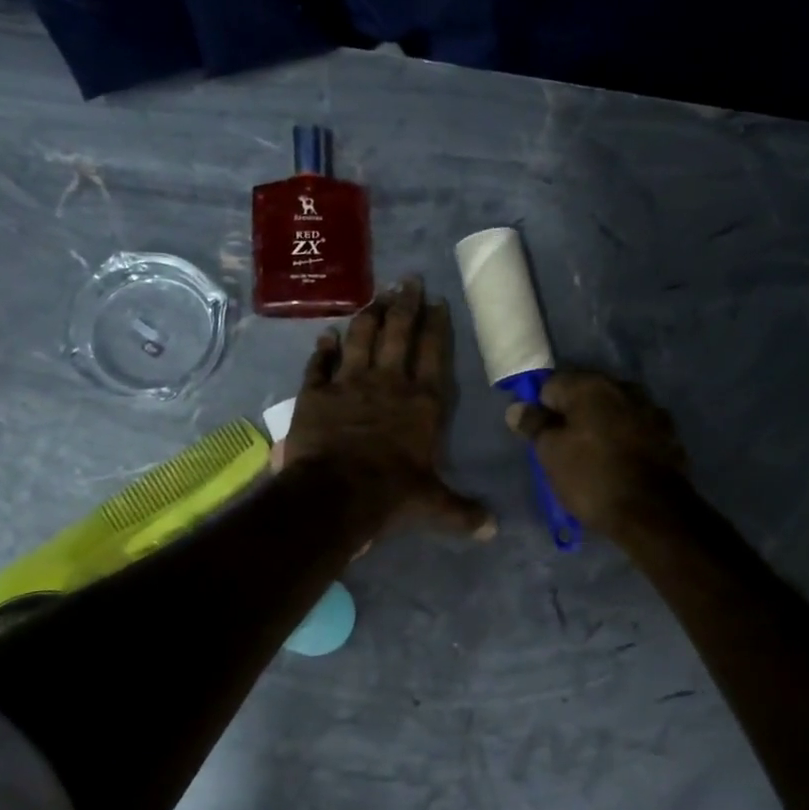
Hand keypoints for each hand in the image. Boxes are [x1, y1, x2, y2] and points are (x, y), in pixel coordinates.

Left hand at [284, 277, 495, 539]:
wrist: (335, 494)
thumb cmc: (390, 494)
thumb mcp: (432, 505)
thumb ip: (461, 511)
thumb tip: (492, 530)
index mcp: (422, 402)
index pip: (433, 353)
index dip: (436, 325)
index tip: (436, 301)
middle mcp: (388, 383)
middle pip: (398, 333)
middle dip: (404, 304)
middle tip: (407, 279)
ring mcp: (349, 384)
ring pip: (361, 339)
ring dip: (368, 315)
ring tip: (374, 295)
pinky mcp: (315, 393)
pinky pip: (320, 364)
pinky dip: (323, 349)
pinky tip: (327, 335)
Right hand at [505, 370, 689, 540]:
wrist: (653, 513)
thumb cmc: (592, 478)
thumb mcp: (550, 454)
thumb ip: (533, 425)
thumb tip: (517, 408)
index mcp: (591, 385)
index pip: (551, 385)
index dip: (541, 410)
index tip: (540, 436)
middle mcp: (624, 387)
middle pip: (585, 396)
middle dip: (572, 416)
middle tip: (562, 449)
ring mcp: (651, 410)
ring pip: (612, 412)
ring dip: (600, 427)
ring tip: (592, 459)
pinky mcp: (669, 435)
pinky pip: (635, 431)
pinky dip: (624, 441)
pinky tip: (619, 465)